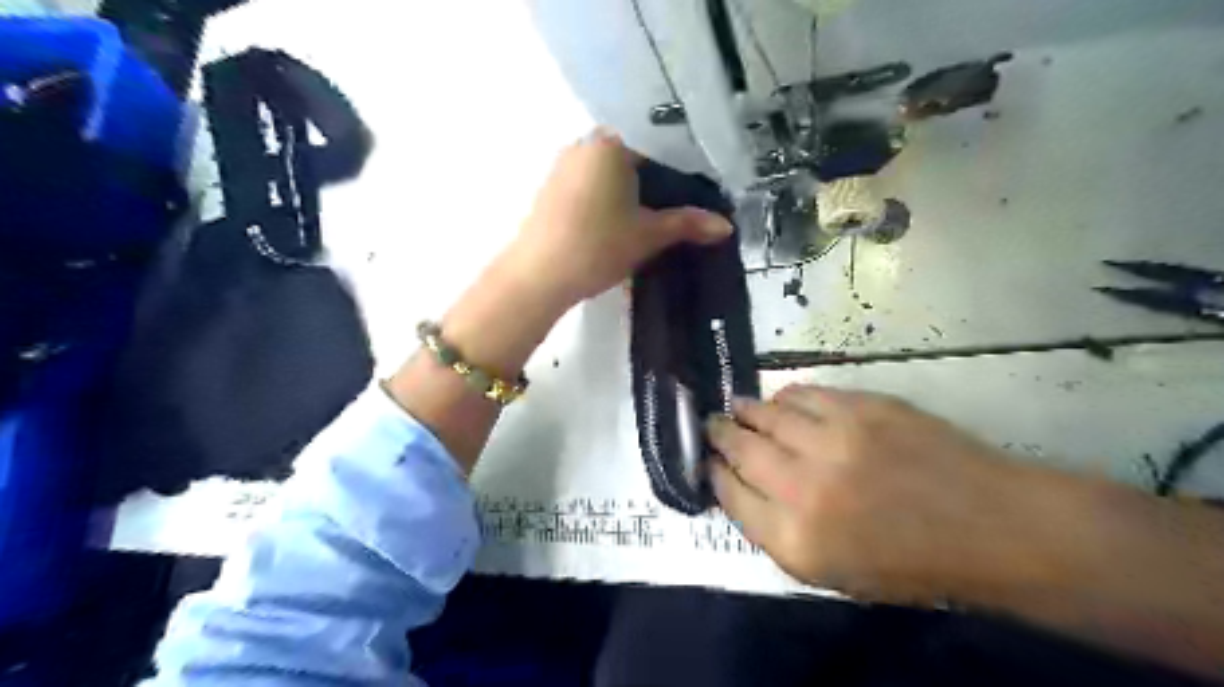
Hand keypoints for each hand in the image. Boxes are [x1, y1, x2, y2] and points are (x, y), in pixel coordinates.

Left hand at [501, 129, 730, 310]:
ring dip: (633, 187)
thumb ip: (687, 224)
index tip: (700, 186)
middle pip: (634, 152)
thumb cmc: (597, 246)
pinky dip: (610, 195)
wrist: (537, 277)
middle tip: (683, 200)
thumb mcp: (648, 235)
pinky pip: (591, 182)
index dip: (684, 164)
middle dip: (658, 176)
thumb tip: (726, 226)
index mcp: (611, 142)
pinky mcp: (551, 189)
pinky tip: (621, 218)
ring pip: (610, 169)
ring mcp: (563, 165)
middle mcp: (584, 143)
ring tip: (656, 212)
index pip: (659, 141)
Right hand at [709, 385, 1052, 602]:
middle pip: (740, 449)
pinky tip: (781, 401)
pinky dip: (784, 397)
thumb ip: (777, 532)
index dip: (714, 475)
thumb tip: (741, 489)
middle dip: (718, 435)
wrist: (990, 527)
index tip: (708, 463)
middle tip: (711, 426)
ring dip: (744, 410)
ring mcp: (833, 440)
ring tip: (736, 408)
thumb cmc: (911, 565)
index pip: (731, 495)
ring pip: (766, 415)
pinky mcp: (860, 408)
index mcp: (796, 539)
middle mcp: (804, 486)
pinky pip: (803, 394)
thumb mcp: (832, 574)